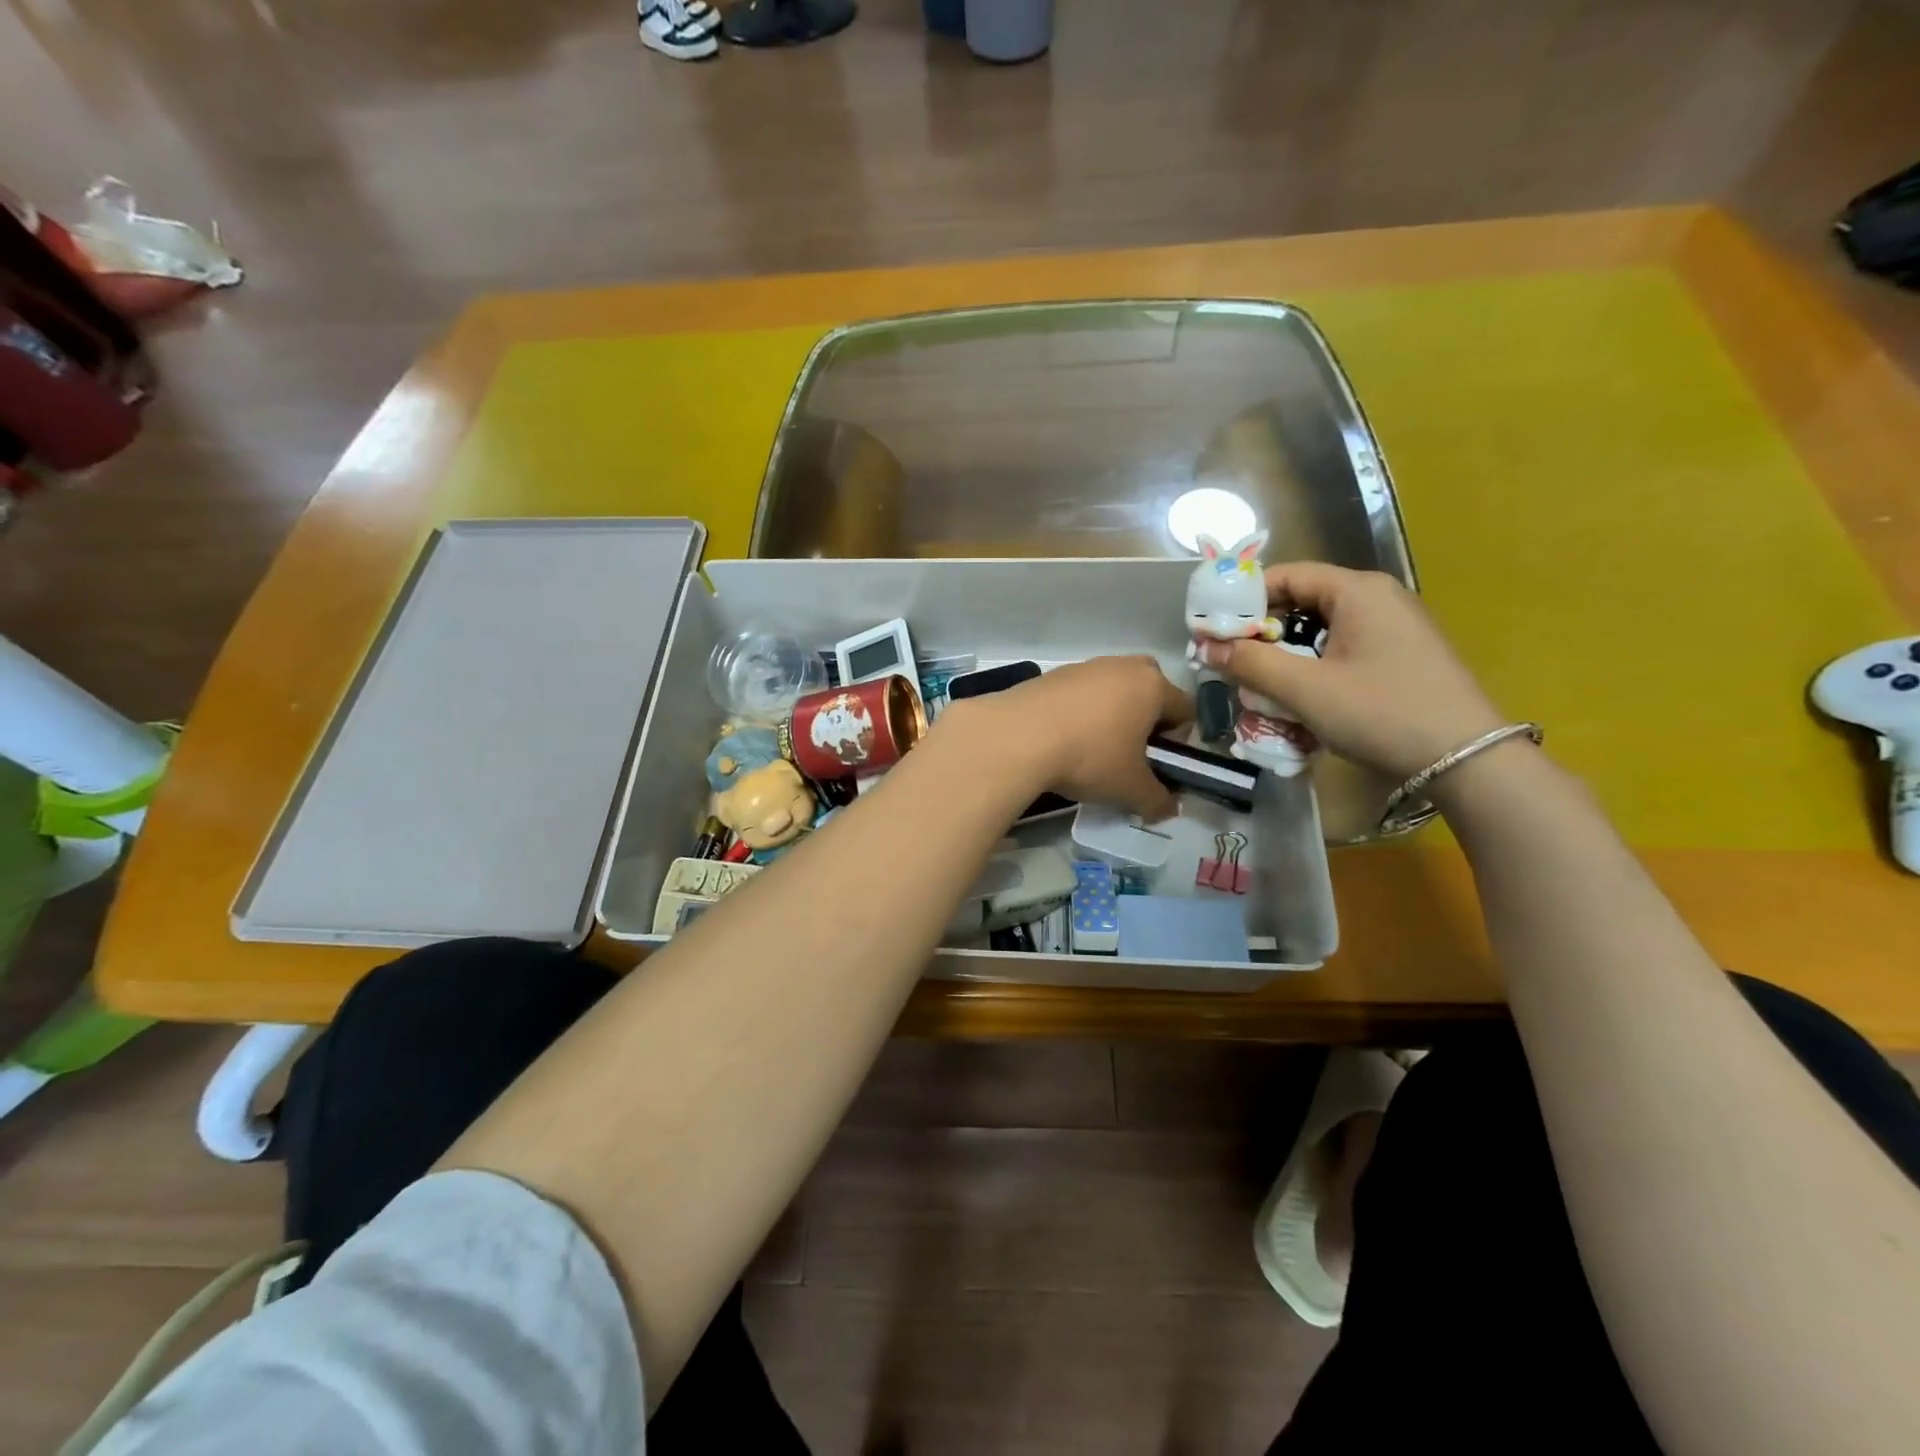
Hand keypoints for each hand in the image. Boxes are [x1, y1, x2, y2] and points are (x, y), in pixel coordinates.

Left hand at [945, 655, 1191, 819]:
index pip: (1186, 709)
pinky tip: (1063, 739)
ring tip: (1091, 750)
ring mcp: (1086, 666)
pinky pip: (1080, 693)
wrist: (1018, 737)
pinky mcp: (1053, 674)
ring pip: (1112, 690)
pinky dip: (1080, 712)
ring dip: (1111, 715)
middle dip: (1146, 720)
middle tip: (1129, 753)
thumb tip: (1169, 810)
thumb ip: (1157, 800)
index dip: (1179, 741)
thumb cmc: (1089, 757)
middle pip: (1149, 691)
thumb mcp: (1129, 788)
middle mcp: (1123, 666)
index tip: (1158, 765)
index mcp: (1153, 686)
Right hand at [1197, 563, 1504, 779]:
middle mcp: (1377, 598)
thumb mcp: (1305, 689)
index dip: (1243, 600)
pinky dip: (1314, 669)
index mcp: (1357, 590)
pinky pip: (1342, 651)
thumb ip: (1251, 663)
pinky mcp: (1401, 656)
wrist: (1467, 760)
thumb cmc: (1381, 712)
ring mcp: (1394, 628)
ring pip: (1320, 631)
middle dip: (1262, 634)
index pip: (1285, 575)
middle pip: (1301, 603)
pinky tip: (1303, 701)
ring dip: (1286, 657)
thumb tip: (1206, 646)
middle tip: (1233, 664)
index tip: (1212, 630)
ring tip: (1263, 689)